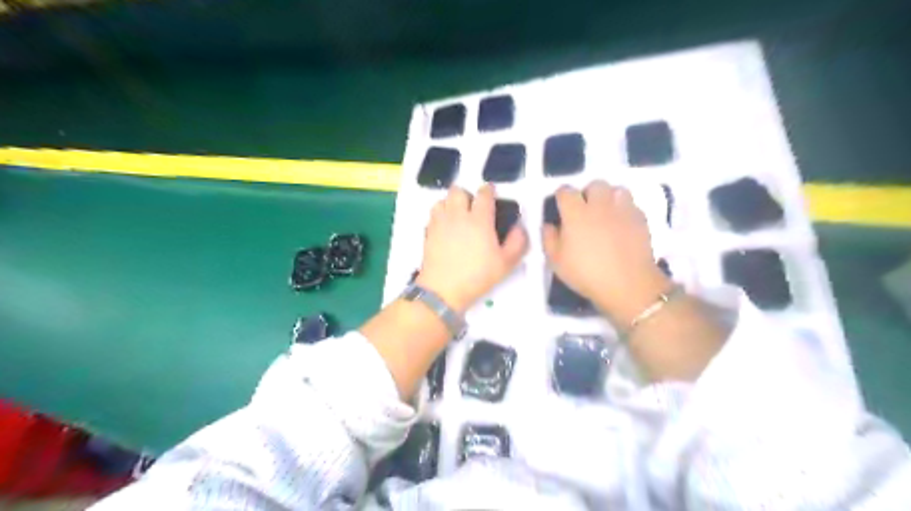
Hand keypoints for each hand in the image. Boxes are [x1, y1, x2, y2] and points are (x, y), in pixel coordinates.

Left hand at [418, 183, 526, 311]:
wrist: (443, 289)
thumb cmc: (477, 276)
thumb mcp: (506, 263)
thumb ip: (517, 242)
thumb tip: (519, 227)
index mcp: (479, 220)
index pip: (483, 194)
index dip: (488, 190)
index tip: (491, 193)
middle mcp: (458, 215)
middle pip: (458, 191)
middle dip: (467, 194)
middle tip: (473, 206)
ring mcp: (441, 223)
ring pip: (443, 200)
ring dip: (451, 203)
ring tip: (458, 215)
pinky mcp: (428, 232)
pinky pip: (433, 214)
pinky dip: (440, 214)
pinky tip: (446, 226)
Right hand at [543, 183, 671, 324]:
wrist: (628, 285)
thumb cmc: (586, 274)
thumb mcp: (557, 262)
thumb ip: (549, 239)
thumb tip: (549, 225)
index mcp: (576, 213)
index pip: (566, 191)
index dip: (562, 197)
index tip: (561, 207)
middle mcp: (600, 205)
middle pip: (595, 184)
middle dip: (589, 193)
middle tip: (586, 210)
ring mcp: (623, 210)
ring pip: (617, 190)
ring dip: (610, 197)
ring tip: (607, 213)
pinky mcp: (641, 219)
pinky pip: (632, 205)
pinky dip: (625, 210)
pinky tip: (622, 224)